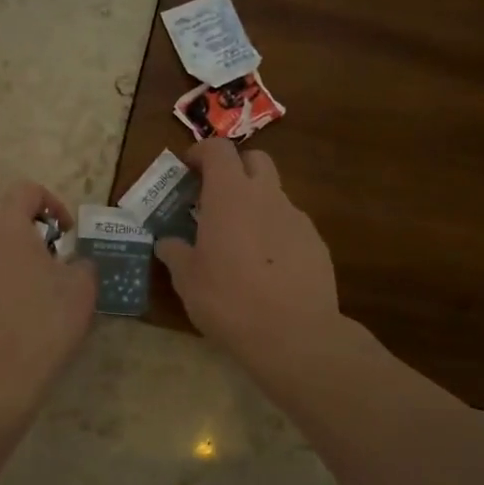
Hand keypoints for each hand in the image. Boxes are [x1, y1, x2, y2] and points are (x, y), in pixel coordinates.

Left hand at [0, 181, 95, 404]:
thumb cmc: (41, 325)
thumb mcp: (80, 289)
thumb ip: (81, 264)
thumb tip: (73, 264)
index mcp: (1, 226)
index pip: (26, 191)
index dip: (53, 204)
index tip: (67, 234)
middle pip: (3, 224)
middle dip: (31, 240)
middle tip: (54, 269)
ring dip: (10, 267)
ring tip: (33, 300)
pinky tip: (9, 325)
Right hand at [156, 140, 341, 370]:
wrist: (295, 335)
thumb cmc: (229, 300)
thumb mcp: (187, 280)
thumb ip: (175, 253)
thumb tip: (167, 243)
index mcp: (230, 195)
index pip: (219, 149)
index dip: (201, 153)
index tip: (188, 169)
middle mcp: (266, 196)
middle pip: (255, 159)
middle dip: (235, 169)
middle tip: (215, 197)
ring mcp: (296, 218)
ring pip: (274, 194)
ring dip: (255, 203)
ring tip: (239, 240)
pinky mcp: (316, 243)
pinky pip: (290, 225)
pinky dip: (274, 232)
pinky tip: (266, 267)